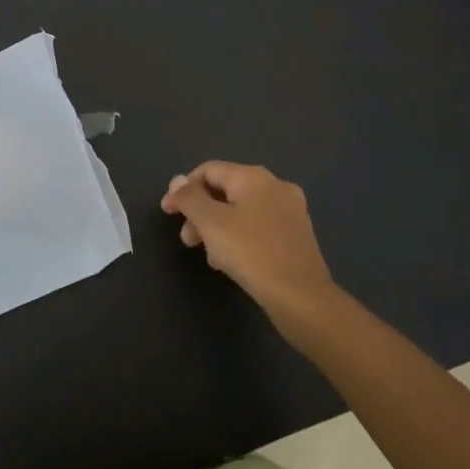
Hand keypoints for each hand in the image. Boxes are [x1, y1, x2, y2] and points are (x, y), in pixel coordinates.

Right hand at [161, 163, 337, 326]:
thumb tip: (177, 180)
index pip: (209, 170)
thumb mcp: (211, 223)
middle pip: (226, 190)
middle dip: (200, 212)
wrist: (301, 298)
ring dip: (217, 228)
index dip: (184, 188)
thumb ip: (190, 198)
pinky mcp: (297, 236)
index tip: (168, 213)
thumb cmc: (251, 253)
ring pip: (241, 211)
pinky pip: (258, 227)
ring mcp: (290, 211)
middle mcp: (275, 186)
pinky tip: (231, 262)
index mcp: (254, 177)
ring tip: (209, 256)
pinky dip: (238, 238)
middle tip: (187, 239)